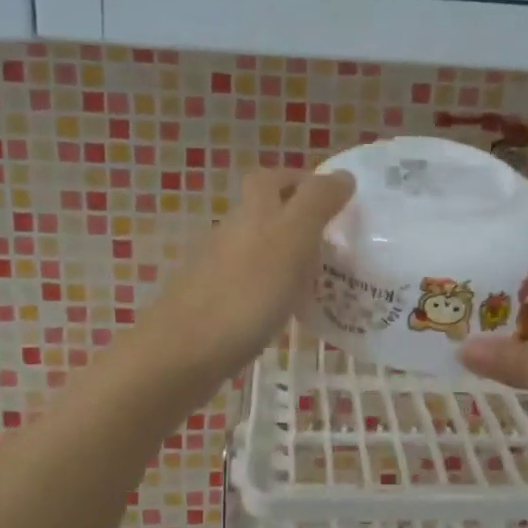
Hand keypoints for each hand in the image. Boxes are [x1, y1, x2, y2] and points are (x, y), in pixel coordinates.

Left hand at [141, 168, 353, 380]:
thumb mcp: (292, 238)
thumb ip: (317, 203)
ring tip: (321, 278)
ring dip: (287, 255)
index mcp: (252, 211)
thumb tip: (342, 176)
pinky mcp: (215, 303)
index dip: (300, 181)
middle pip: (264, 213)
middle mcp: (231, 232)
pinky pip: (252, 284)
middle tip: (333, 241)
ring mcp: (218, 269)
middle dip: (297, 219)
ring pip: (258, 249)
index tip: (334, 199)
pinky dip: (274, 288)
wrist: (184, 352)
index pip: (272, 178)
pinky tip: (289, 310)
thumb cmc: (247, 292)